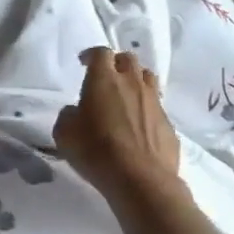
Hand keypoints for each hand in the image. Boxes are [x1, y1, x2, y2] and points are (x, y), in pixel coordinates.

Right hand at [55, 48, 180, 204]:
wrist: (141, 179)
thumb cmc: (96, 152)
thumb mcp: (65, 134)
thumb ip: (68, 115)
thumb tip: (76, 111)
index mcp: (104, 80)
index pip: (101, 53)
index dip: (92, 55)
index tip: (84, 62)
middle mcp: (132, 83)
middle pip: (128, 59)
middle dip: (116, 63)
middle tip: (106, 77)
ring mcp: (154, 102)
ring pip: (147, 78)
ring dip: (135, 80)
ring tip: (126, 94)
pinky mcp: (168, 122)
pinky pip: (156, 106)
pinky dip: (146, 108)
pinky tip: (138, 124)